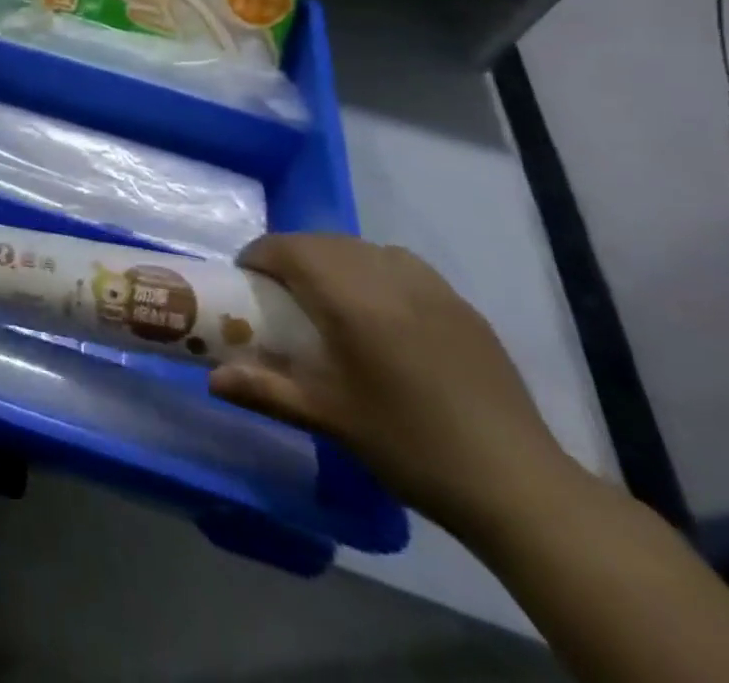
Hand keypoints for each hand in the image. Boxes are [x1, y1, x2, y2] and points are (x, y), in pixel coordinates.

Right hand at [209, 234, 577, 538]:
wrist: (517, 485)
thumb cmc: (409, 445)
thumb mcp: (328, 417)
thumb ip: (265, 389)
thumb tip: (212, 379)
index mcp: (351, 299)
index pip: (289, 249)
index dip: (259, 256)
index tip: (246, 281)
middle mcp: (387, 277)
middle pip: (323, 242)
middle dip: (292, 256)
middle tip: (278, 293)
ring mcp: (431, 287)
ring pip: (362, 248)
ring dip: (332, 258)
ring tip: (326, 297)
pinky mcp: (460, 305)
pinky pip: (400, 264)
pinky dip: (373, 269)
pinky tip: (379, 310)